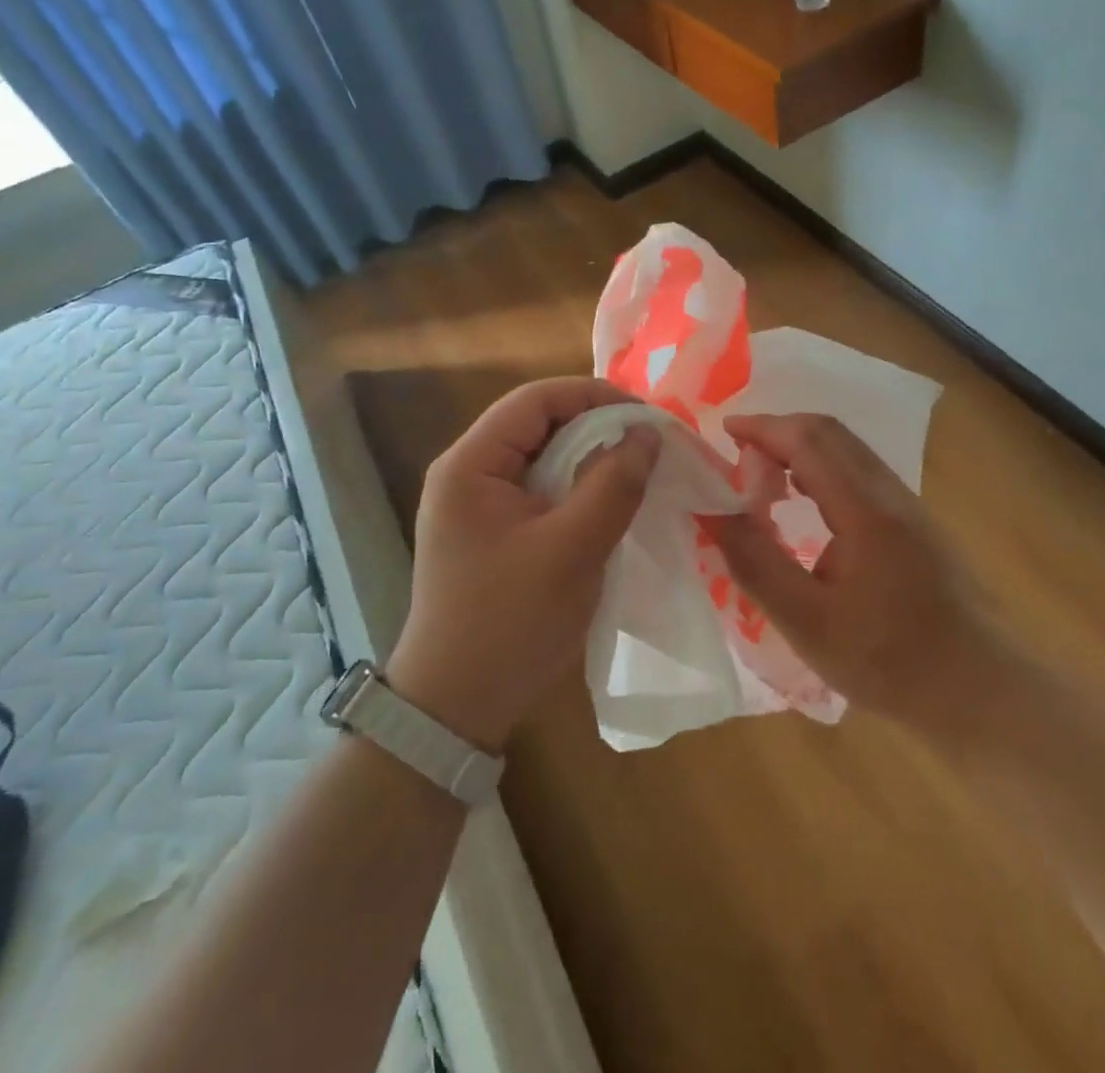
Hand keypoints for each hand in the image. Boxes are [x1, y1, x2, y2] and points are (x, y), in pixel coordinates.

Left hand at [386, 378, 659, 752]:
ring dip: (589, 459)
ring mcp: (477, 504)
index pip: (535, 400)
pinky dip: (577, 488)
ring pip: (543, 457)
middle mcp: (467, 472)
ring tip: (637, 469)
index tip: (646, 417)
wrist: (455, 708)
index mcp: (470, 464)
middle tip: (649, 444)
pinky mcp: (492, 531)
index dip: (594, 397)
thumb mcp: (572, 550)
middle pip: (538, 424)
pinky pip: (540, 490)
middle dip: (596, 427)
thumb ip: (613, 485)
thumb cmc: (510, 622)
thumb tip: (647, 433)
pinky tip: (608, 503)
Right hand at [708, 413, 1002, 732]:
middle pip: (831, 432)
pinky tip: (807, 504)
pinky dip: (823, 467)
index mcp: (865, 510)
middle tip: (739, 456)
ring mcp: (909, 504)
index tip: (724, 431)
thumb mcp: (806, 622)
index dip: (762, 427)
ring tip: (764, 479)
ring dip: (802, 448)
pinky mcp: (917, 522)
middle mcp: (890, 492)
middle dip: (780, 430)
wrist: (979, 690)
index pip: (807, 440)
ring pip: (849, 449)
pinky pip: (862, 471)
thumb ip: (754, 561)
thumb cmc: (888, 661)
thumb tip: (712, 510)